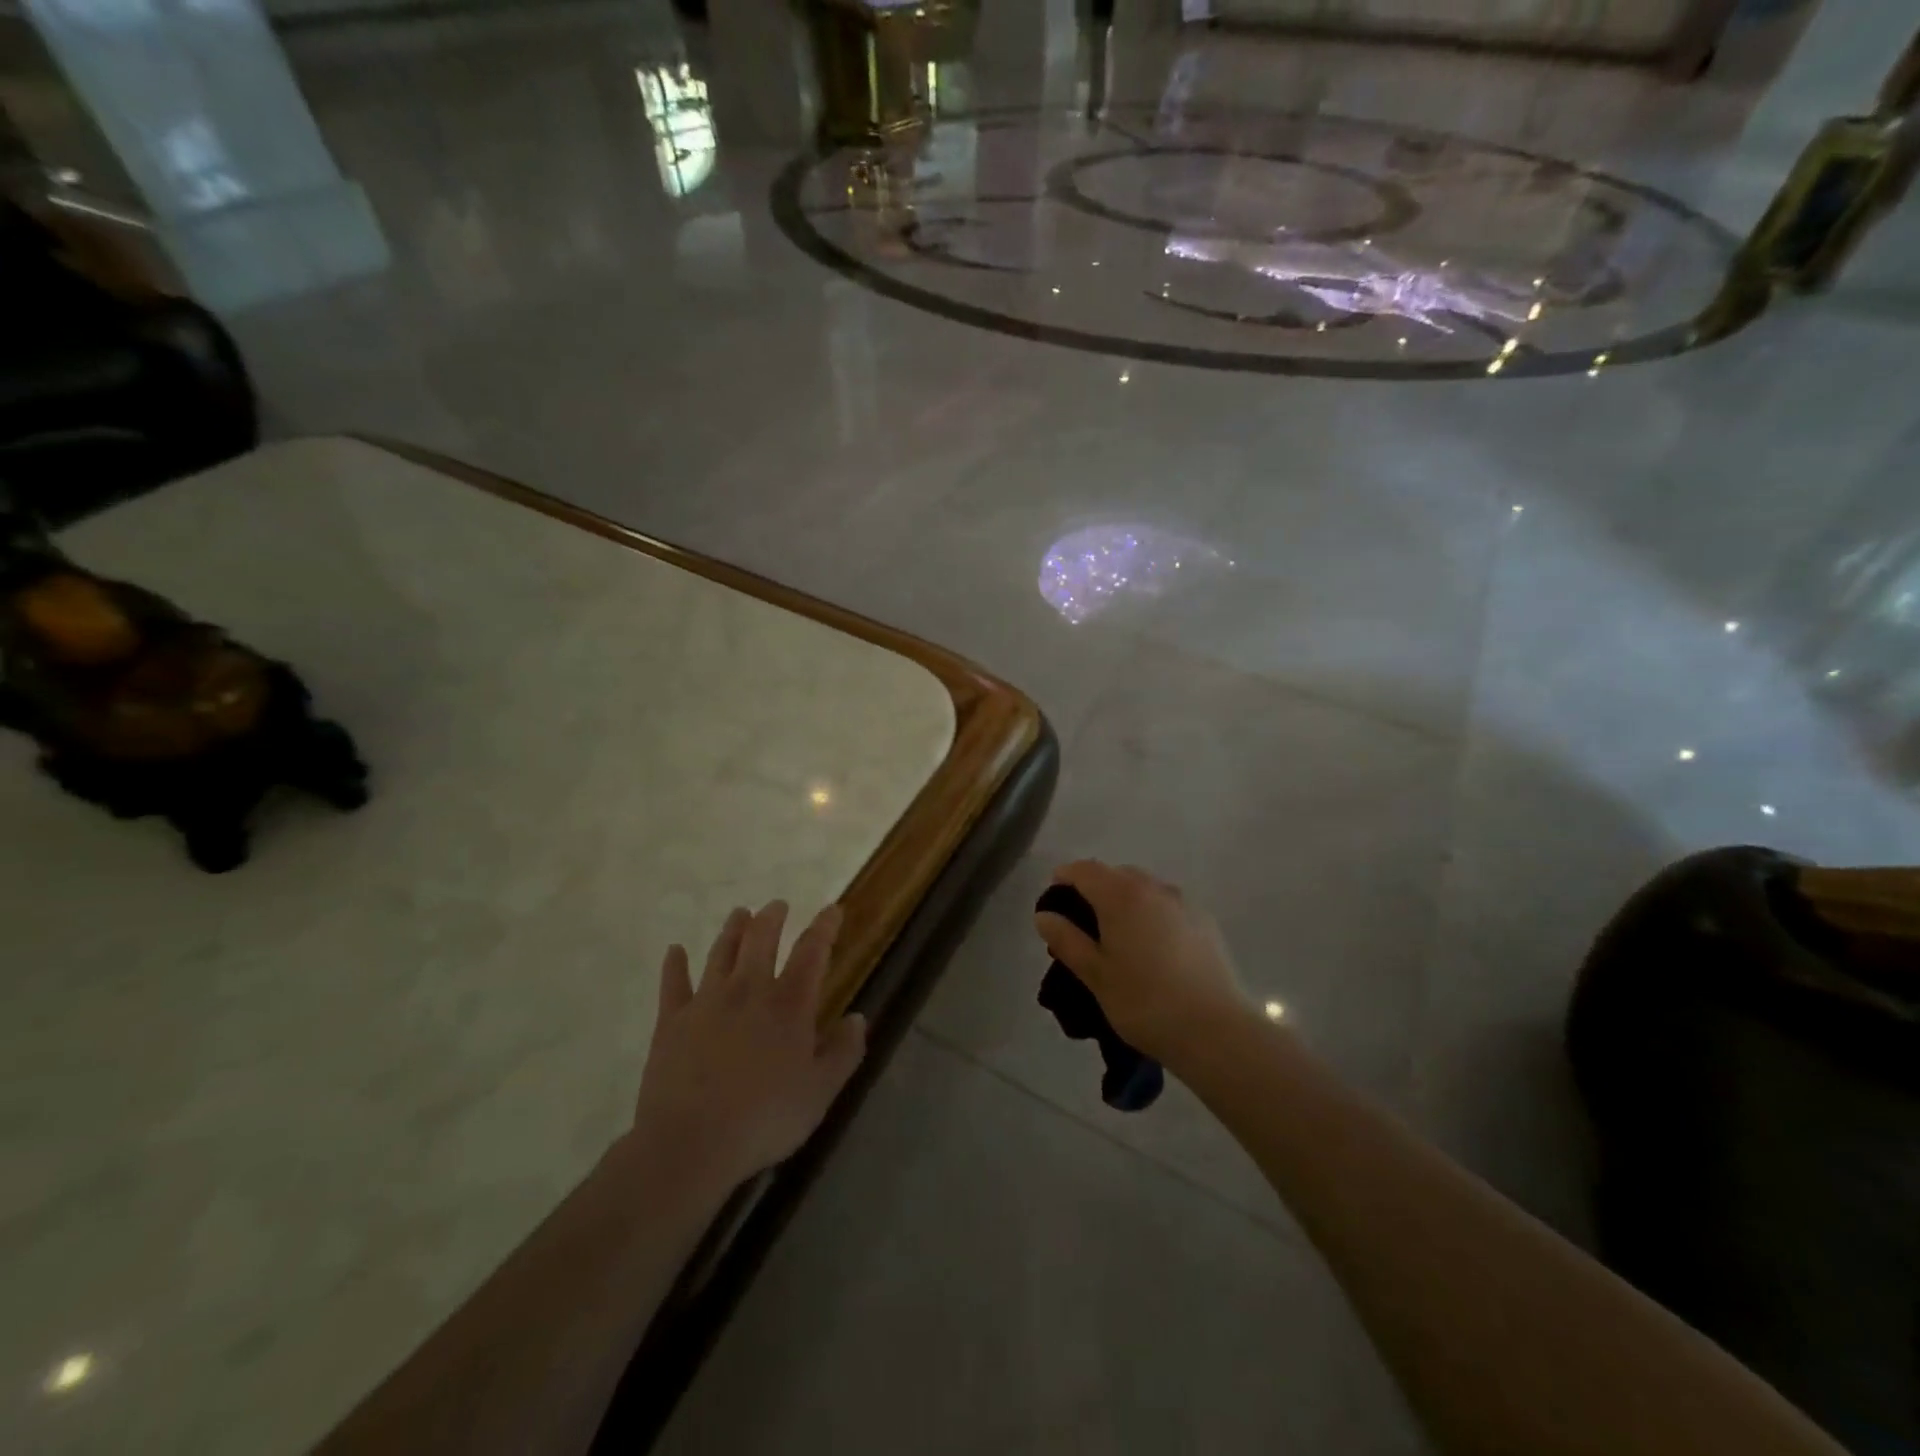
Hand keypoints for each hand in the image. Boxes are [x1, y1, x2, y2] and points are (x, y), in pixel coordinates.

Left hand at [629, 901, 866, 1195]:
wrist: (690, 1144)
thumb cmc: (764, 1119)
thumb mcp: (820, 1093)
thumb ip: (843, 1053)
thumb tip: (859, 1018)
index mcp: (789, 1004)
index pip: (812, 952)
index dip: (824, 927)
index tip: (832, 909)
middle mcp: (749, 990)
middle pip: (761, 939)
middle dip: (772, 917)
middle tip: (777, 905)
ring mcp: (706, 1002)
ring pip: (721, 952)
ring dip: (732, 929)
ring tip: (740, 913)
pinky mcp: (671, 1021)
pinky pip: (673, 983)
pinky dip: (675, 964)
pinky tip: (675, 951)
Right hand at [1034, 861, 1251, 1066]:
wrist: (1216, 1031)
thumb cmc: (1145, 1002)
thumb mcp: (1095, 975)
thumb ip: (1066, 939)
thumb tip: (1044, 915)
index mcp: (1121, 895)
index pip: (1084, 869)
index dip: (1064, 878)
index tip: (1053, 899)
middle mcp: (1153, 887)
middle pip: (1115, 874)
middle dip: (1094, 888)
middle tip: (1082, 923)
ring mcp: (1183, 902)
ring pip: (1144, 887)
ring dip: (1124, 899)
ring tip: (1118, 937)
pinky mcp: (1205, 921)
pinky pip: (1167, 904)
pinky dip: (1151, 912)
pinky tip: (1152, 947)